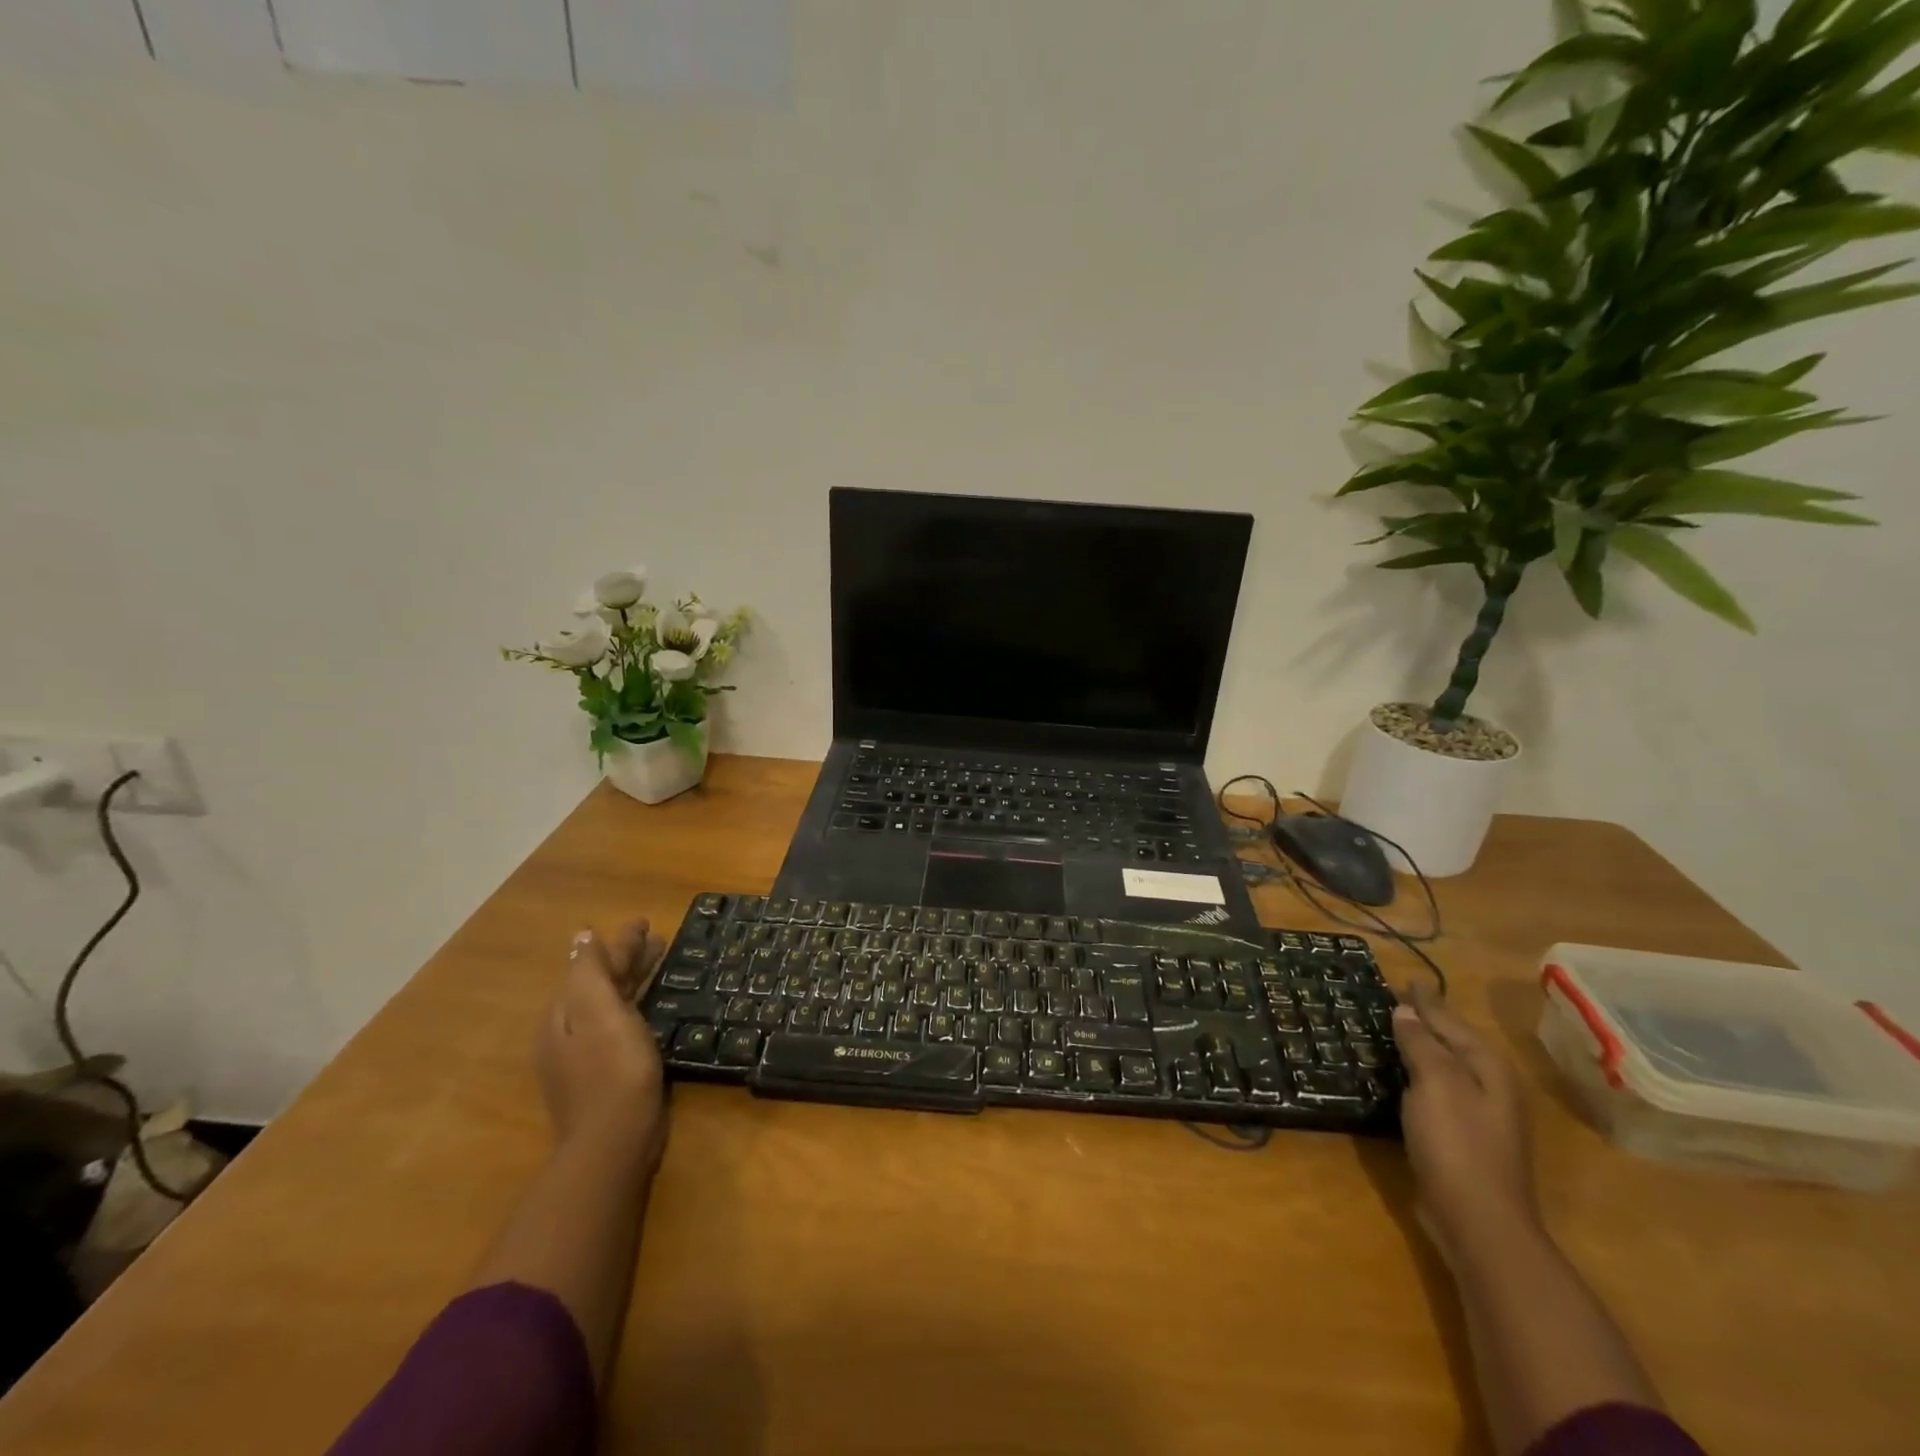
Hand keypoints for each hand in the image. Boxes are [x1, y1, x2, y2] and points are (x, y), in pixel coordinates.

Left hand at [537, 921, 667, 1167]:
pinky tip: (652, 1008)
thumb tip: (582, 937)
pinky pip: (621, 1025)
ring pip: (612, 1005)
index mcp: (564, 1016)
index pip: (592, 966)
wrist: (615, 1142)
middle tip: (660, 939)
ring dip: (634, 980)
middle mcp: (569, 1034)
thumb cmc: (612, 1070)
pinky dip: (637, 1006)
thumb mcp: (599, 1013)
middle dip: (627, 959)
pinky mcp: (607, 1075)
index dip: (619, 943)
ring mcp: (586, 1058)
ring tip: (662, 964)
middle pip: (600, 985)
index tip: (645, 921)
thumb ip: (590, 973)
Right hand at [1391, 982, 1538, 1268]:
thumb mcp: (1436, 1084)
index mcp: (1488, 1068)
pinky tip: (1398, 1076)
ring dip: (1420, 1048)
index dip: (1425, 1001)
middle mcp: (1490, 1087)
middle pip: (1452, 1043)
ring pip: (1444, 1068)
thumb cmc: (1458, 1145)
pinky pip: (1435, 1091)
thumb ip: (1421, 1044)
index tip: (1405, 980)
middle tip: (1394, 1000)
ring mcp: (1479, 1116)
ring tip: (1391, 1030)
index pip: (1450, 1021)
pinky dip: (1416, 1076)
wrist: (1478, 1223)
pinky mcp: (1461, 1139)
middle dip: (1425, 1021)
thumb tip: (1406, 1011)